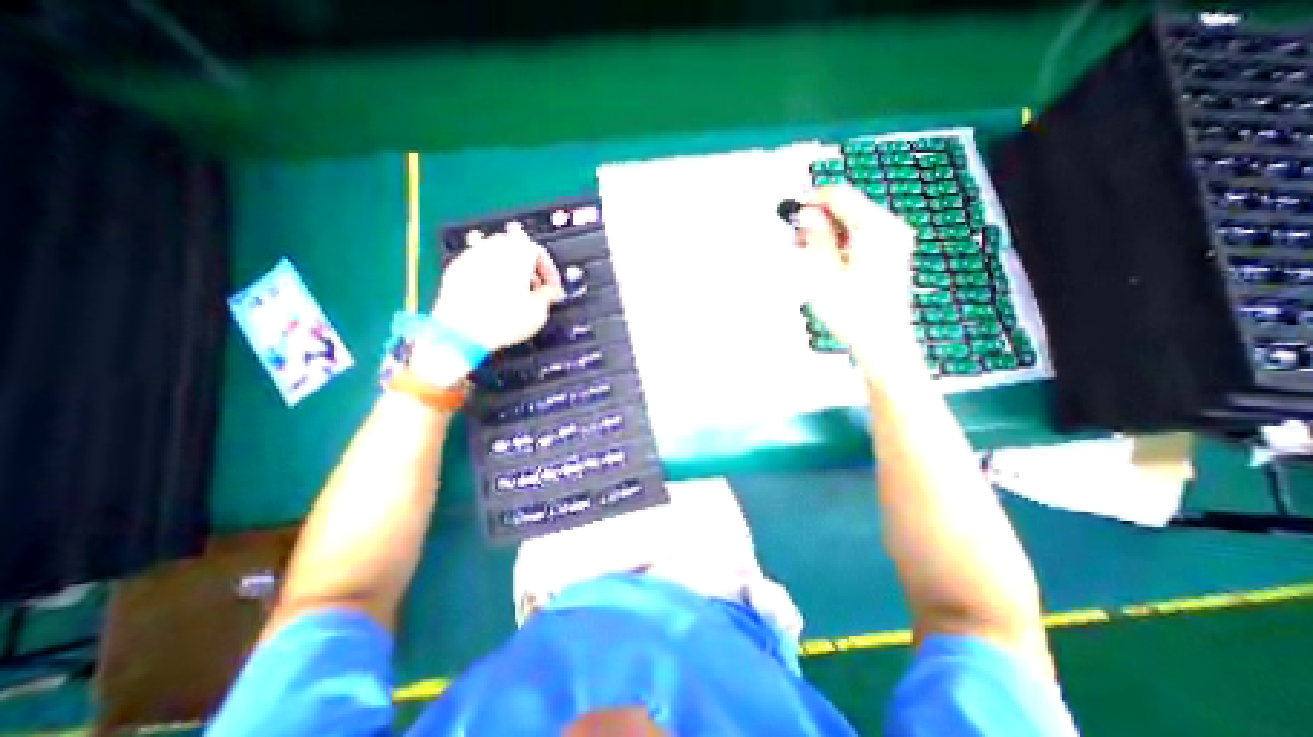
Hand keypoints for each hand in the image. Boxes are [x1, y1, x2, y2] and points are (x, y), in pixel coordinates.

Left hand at [432, 232, 563, 354]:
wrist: (462, 332)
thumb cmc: (500, 320)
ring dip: (509, 270)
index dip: (550, 272)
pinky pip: (479, 265)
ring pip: (497, 254)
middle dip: (529, 268)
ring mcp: (472, 255)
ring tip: (514, 293)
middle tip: (535, 289)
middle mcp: (495, 247)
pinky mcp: (456, 268)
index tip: (552, 288)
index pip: (540, 251)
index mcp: (519, 252)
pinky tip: (493, 295)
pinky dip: (490, 276)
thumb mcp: (539, 311)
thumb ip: (548, 295)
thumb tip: (550, 292)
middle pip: (518, 248)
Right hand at [796, 186, 914, 368]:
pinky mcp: (890, 255)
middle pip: (848, 207)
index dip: (813, 200)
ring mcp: (894, 241)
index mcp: (876, 228)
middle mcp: (890, 228)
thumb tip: (807, 213)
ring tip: (806, 251)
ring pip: (853, 223)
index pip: (841, 195)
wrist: (882, 342)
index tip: (791, 212)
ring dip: (827, 232)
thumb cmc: (853, 312)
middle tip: (796, 237)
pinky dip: (840, 242)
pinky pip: (861, 237)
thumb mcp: (825, 273)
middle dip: (819, 218)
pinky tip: (825, 259)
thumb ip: (816, 238)